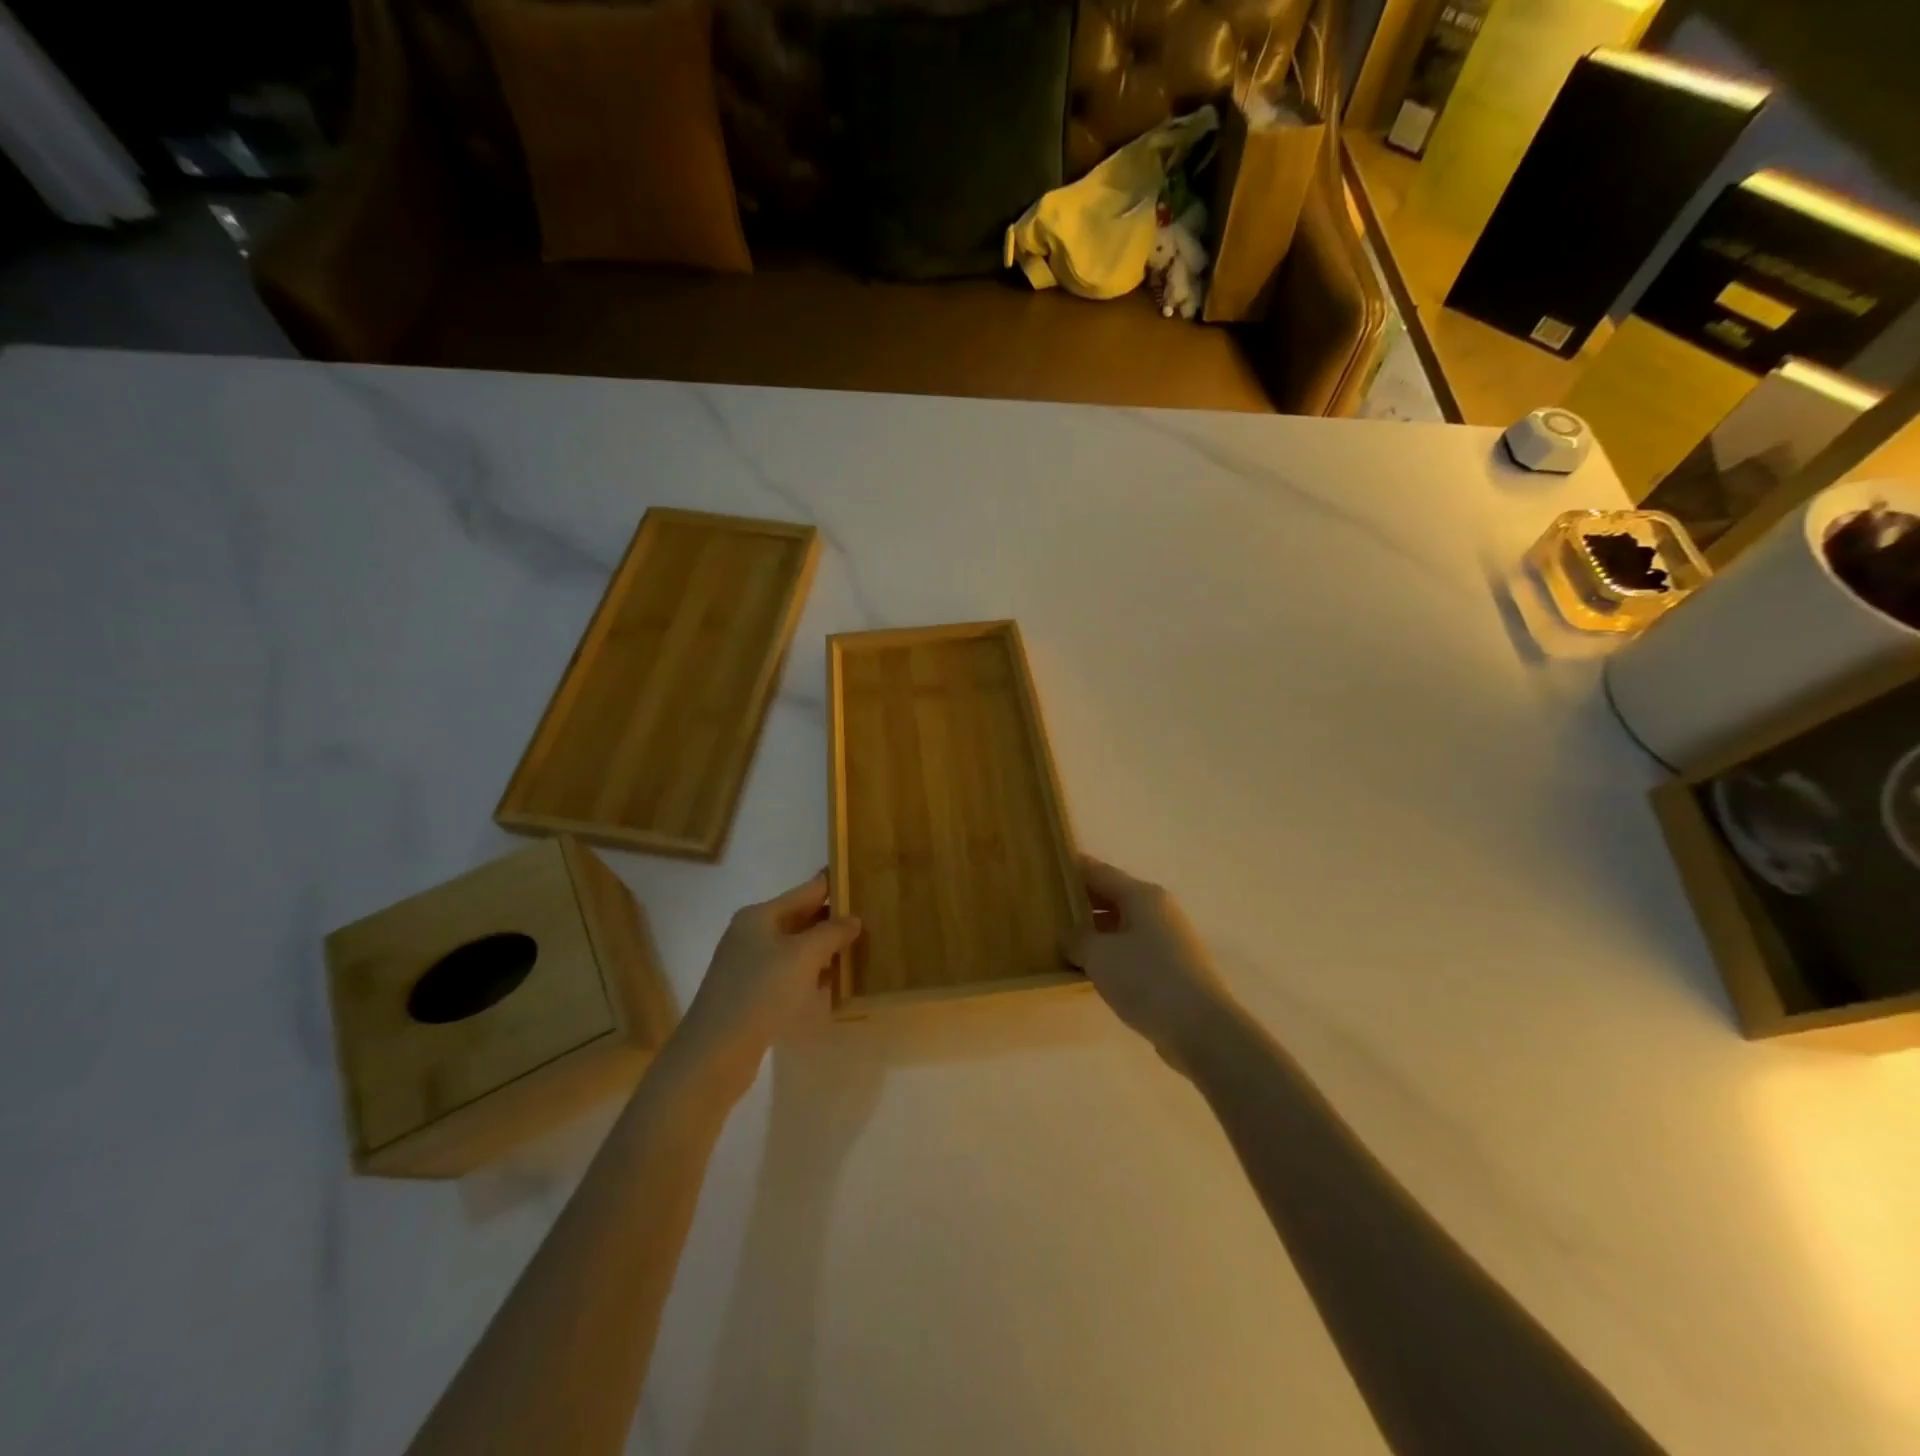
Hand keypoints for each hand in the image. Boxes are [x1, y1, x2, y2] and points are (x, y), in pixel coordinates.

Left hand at [667, 872, 860, 1100]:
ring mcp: (748, 965)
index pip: (806, 891)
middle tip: (871, 919)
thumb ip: (831, 933)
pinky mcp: (750, 994)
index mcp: (759, 916)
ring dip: (824, 949)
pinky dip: (810, 974)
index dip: (834, 886)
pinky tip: (832, 983)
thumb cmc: (760, 993)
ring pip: (795, 948)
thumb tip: (853, 919)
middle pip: (800, 918)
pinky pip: (789, 973)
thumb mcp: (803, 956)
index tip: (863, 881)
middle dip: (832, 920)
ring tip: (860, 950)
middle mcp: (751, 934)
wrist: (715, 1053)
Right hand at [1062, 855, 1232, 1075]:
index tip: (1046, 869)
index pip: (1099, 871)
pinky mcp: (1171, 970)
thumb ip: (1076, 939)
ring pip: (1121, 927)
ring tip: (1061, 941)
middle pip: (1112, 897)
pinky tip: (1088, 970)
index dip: (1072, 869)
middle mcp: (1158, 910)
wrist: (1200, 1029)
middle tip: (1046, 909)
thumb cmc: (1146, 978)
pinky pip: (1131, 952)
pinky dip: (1110, 956)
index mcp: (1142, 895)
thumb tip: (1069, 936)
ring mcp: (1168, 941)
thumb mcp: (1099, 954)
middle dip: (1080, 902)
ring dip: (1094, 933)